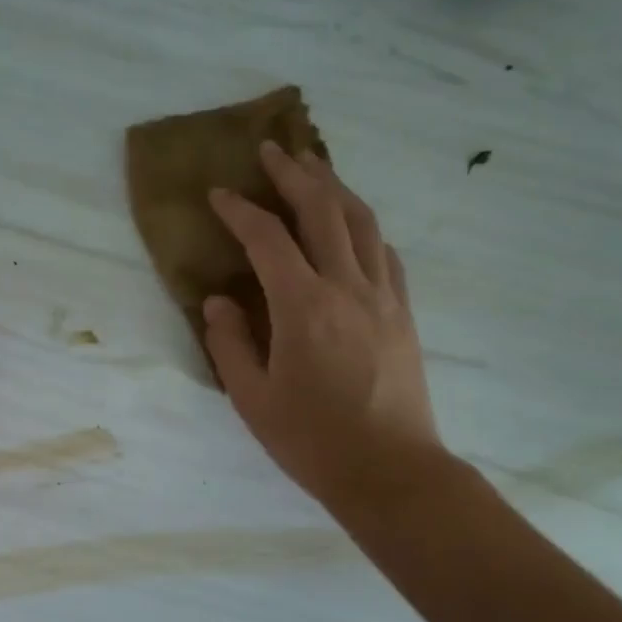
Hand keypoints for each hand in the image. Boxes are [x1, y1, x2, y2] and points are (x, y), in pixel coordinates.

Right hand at [204, 142, 450, 515]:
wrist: (391, 471)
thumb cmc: (313, 441)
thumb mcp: (252, 399)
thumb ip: (229, 343)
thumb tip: (219, 301)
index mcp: (303, 307)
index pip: (267, 239)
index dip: (239, 210)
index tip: (218, 194)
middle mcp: (347, 288)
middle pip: (323, 210)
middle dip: (294, 174)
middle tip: (272, 150)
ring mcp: (383, 297)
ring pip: (362, 222)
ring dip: (335, 188)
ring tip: (313, 168)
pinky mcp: (403, 313)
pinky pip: (385, 252)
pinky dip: (364, 227)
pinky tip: (352, 225)